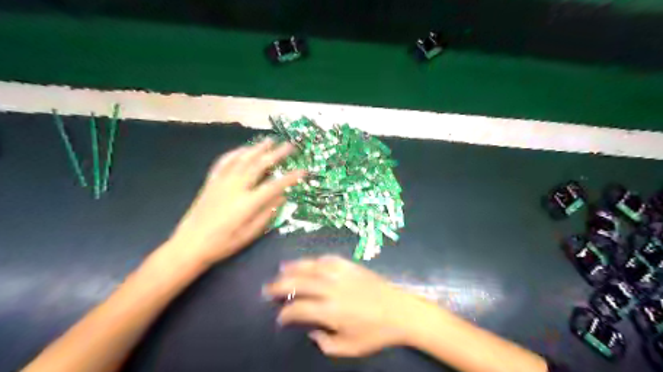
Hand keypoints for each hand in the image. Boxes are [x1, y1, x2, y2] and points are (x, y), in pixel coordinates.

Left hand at [164, 139, 303, 268]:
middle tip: (289, 146)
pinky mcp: (211, 181)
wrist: (190, 244)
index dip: (291, 177)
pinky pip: (224, 162)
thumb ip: (268, 213)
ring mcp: (222, 182)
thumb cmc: (223, 243)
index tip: (303, 170)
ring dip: (257, 148)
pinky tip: (243, 149)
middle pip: (259, 165)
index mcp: (247, 203)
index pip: (274, 185)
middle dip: (276, 154)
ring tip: (270, 140)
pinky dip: (235, 153)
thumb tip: (283, 196)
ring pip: (242, 159)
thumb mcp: (250, 234)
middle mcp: (235, 187)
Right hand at [266, 256, 435, 356]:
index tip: (280, 317)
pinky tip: (311, 262)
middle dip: (281, 285)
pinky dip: (317, 260)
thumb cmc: (376, 333)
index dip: (286, 313)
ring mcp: (342, 274)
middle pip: (300, 282)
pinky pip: (330, 259)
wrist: (400, 311)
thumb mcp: (349, 348)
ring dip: (295, 267)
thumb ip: (326, 343)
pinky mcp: (352, 266)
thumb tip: (312, 331)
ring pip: (312, 266)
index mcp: (331, 310)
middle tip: (268, 288)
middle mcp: (332, 289)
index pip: (299, 308)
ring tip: (282, 268)